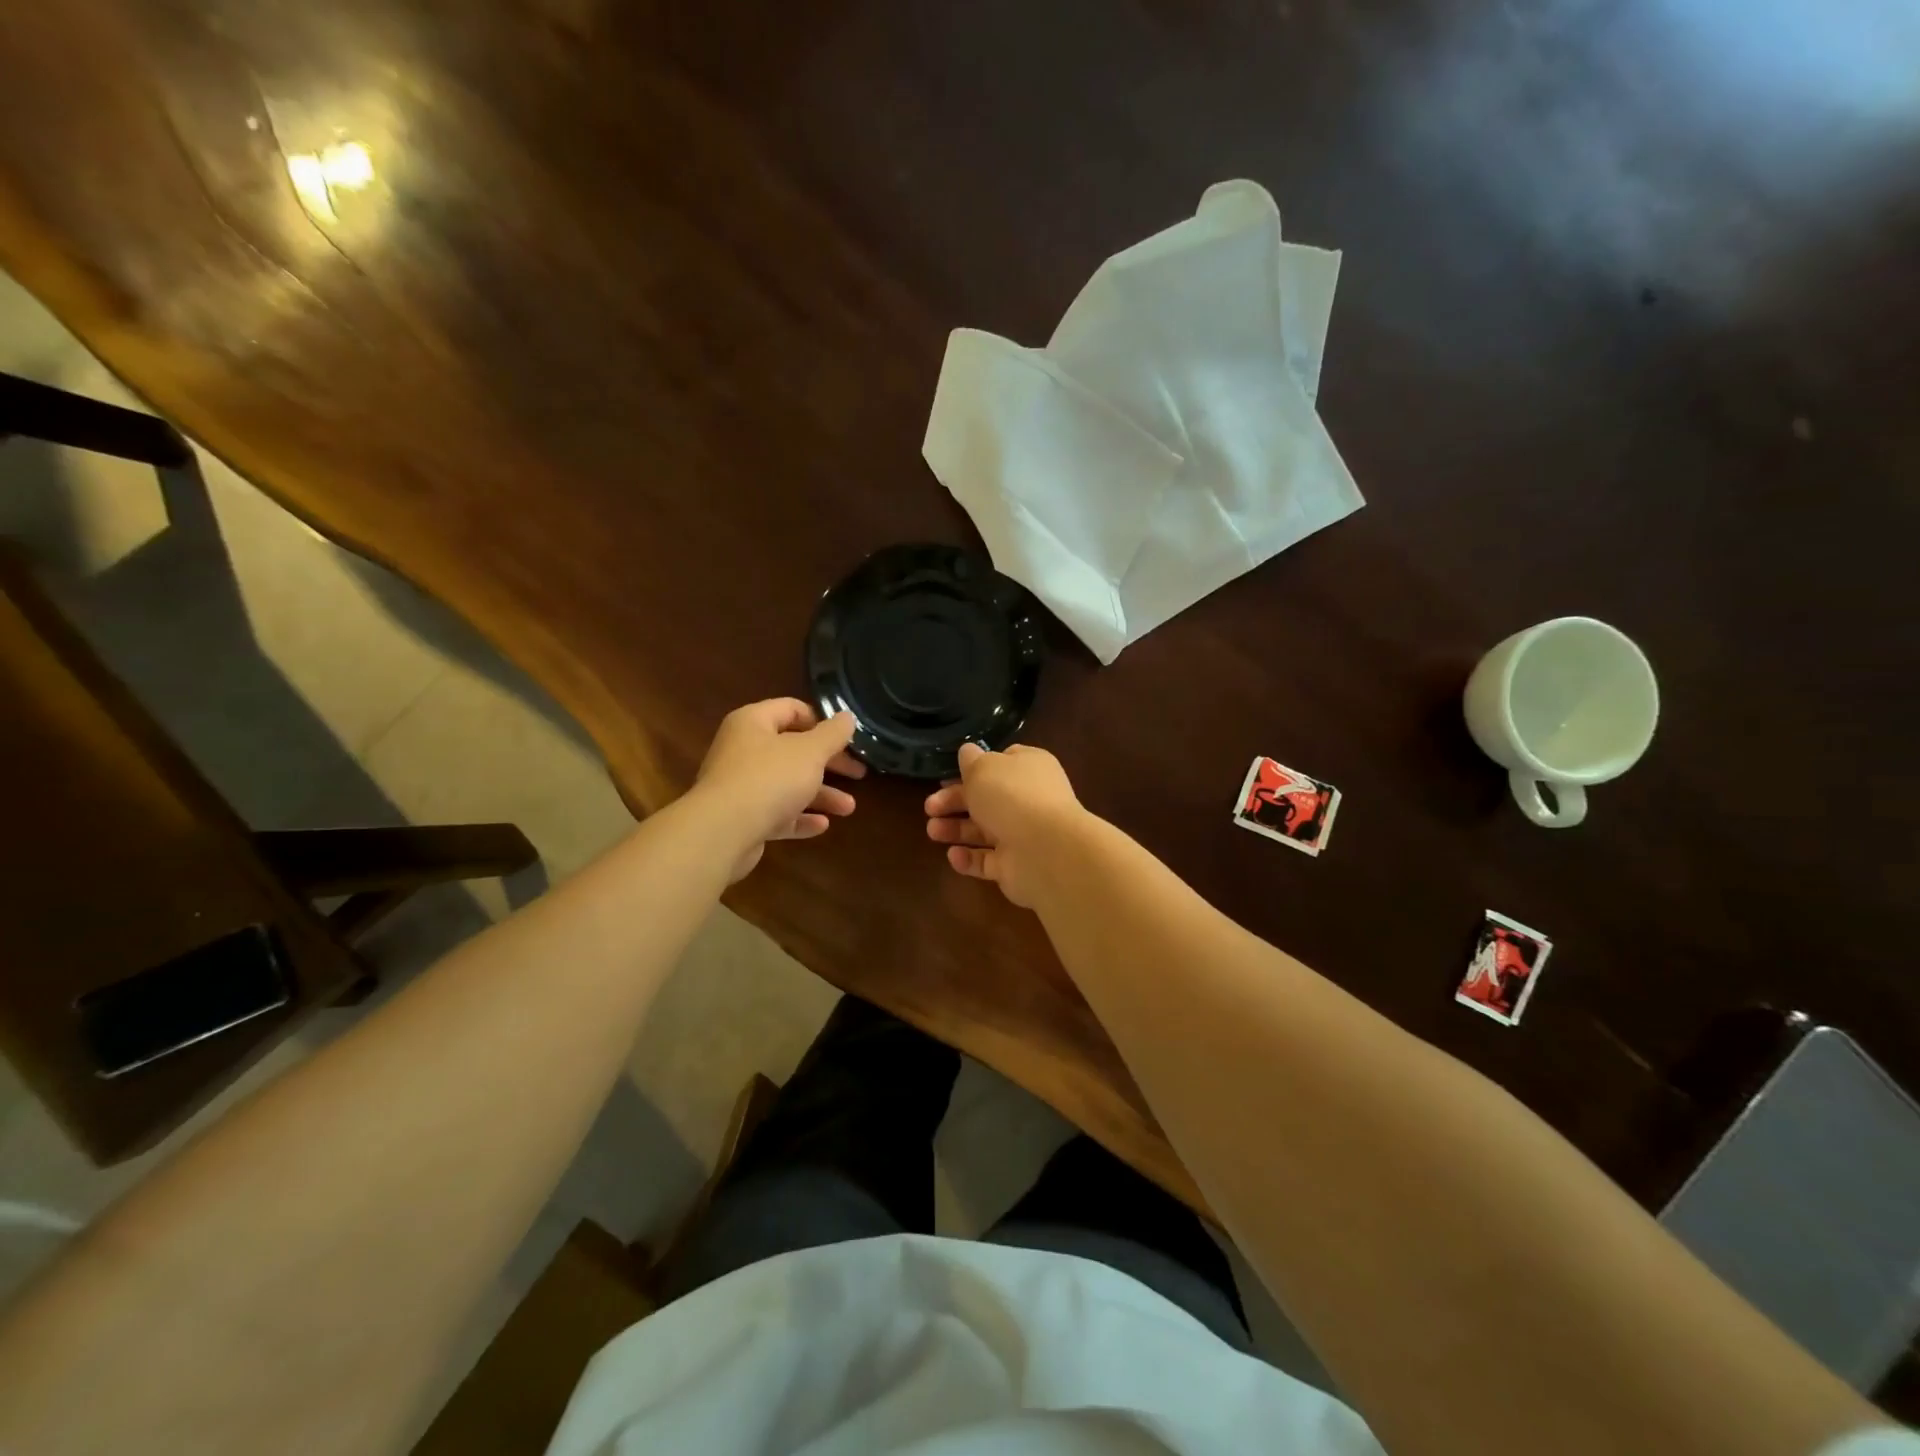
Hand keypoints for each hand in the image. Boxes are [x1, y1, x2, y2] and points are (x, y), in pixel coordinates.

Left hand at [694, 699, 864, 880]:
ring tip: (849, 808)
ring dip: (820, 795)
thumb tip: (848, 717)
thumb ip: (833, 734)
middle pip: (792, 750)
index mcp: (753, 723)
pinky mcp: (742, 818)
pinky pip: (776, 813)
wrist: (722, 832)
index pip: (791, 709)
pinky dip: (799, 817)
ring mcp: (740, 786)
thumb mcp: (810, 751)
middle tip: (858, 773)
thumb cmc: (770, 778)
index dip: (821, 721)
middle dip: (828, 764)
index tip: (846, 738)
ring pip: (787, 785)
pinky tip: (822, 825)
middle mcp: (743, 750)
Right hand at [923, 742, 1083, 906]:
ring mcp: (1023, 835)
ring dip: (956, 830)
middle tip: (929, 807)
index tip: (948, 775)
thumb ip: (971, 760)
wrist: (1045, 850)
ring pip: (984, 831)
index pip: (1001, 763)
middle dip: (955, 801)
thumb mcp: (983, 767)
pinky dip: (969, 859)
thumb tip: (968, 752)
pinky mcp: (1015, 866)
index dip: (974, 768)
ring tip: (932, 831)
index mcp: (1028, 768)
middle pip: (986, 798)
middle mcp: (1028, 799)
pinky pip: (987, 861)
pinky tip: (953, 855)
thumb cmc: (1011, 797)